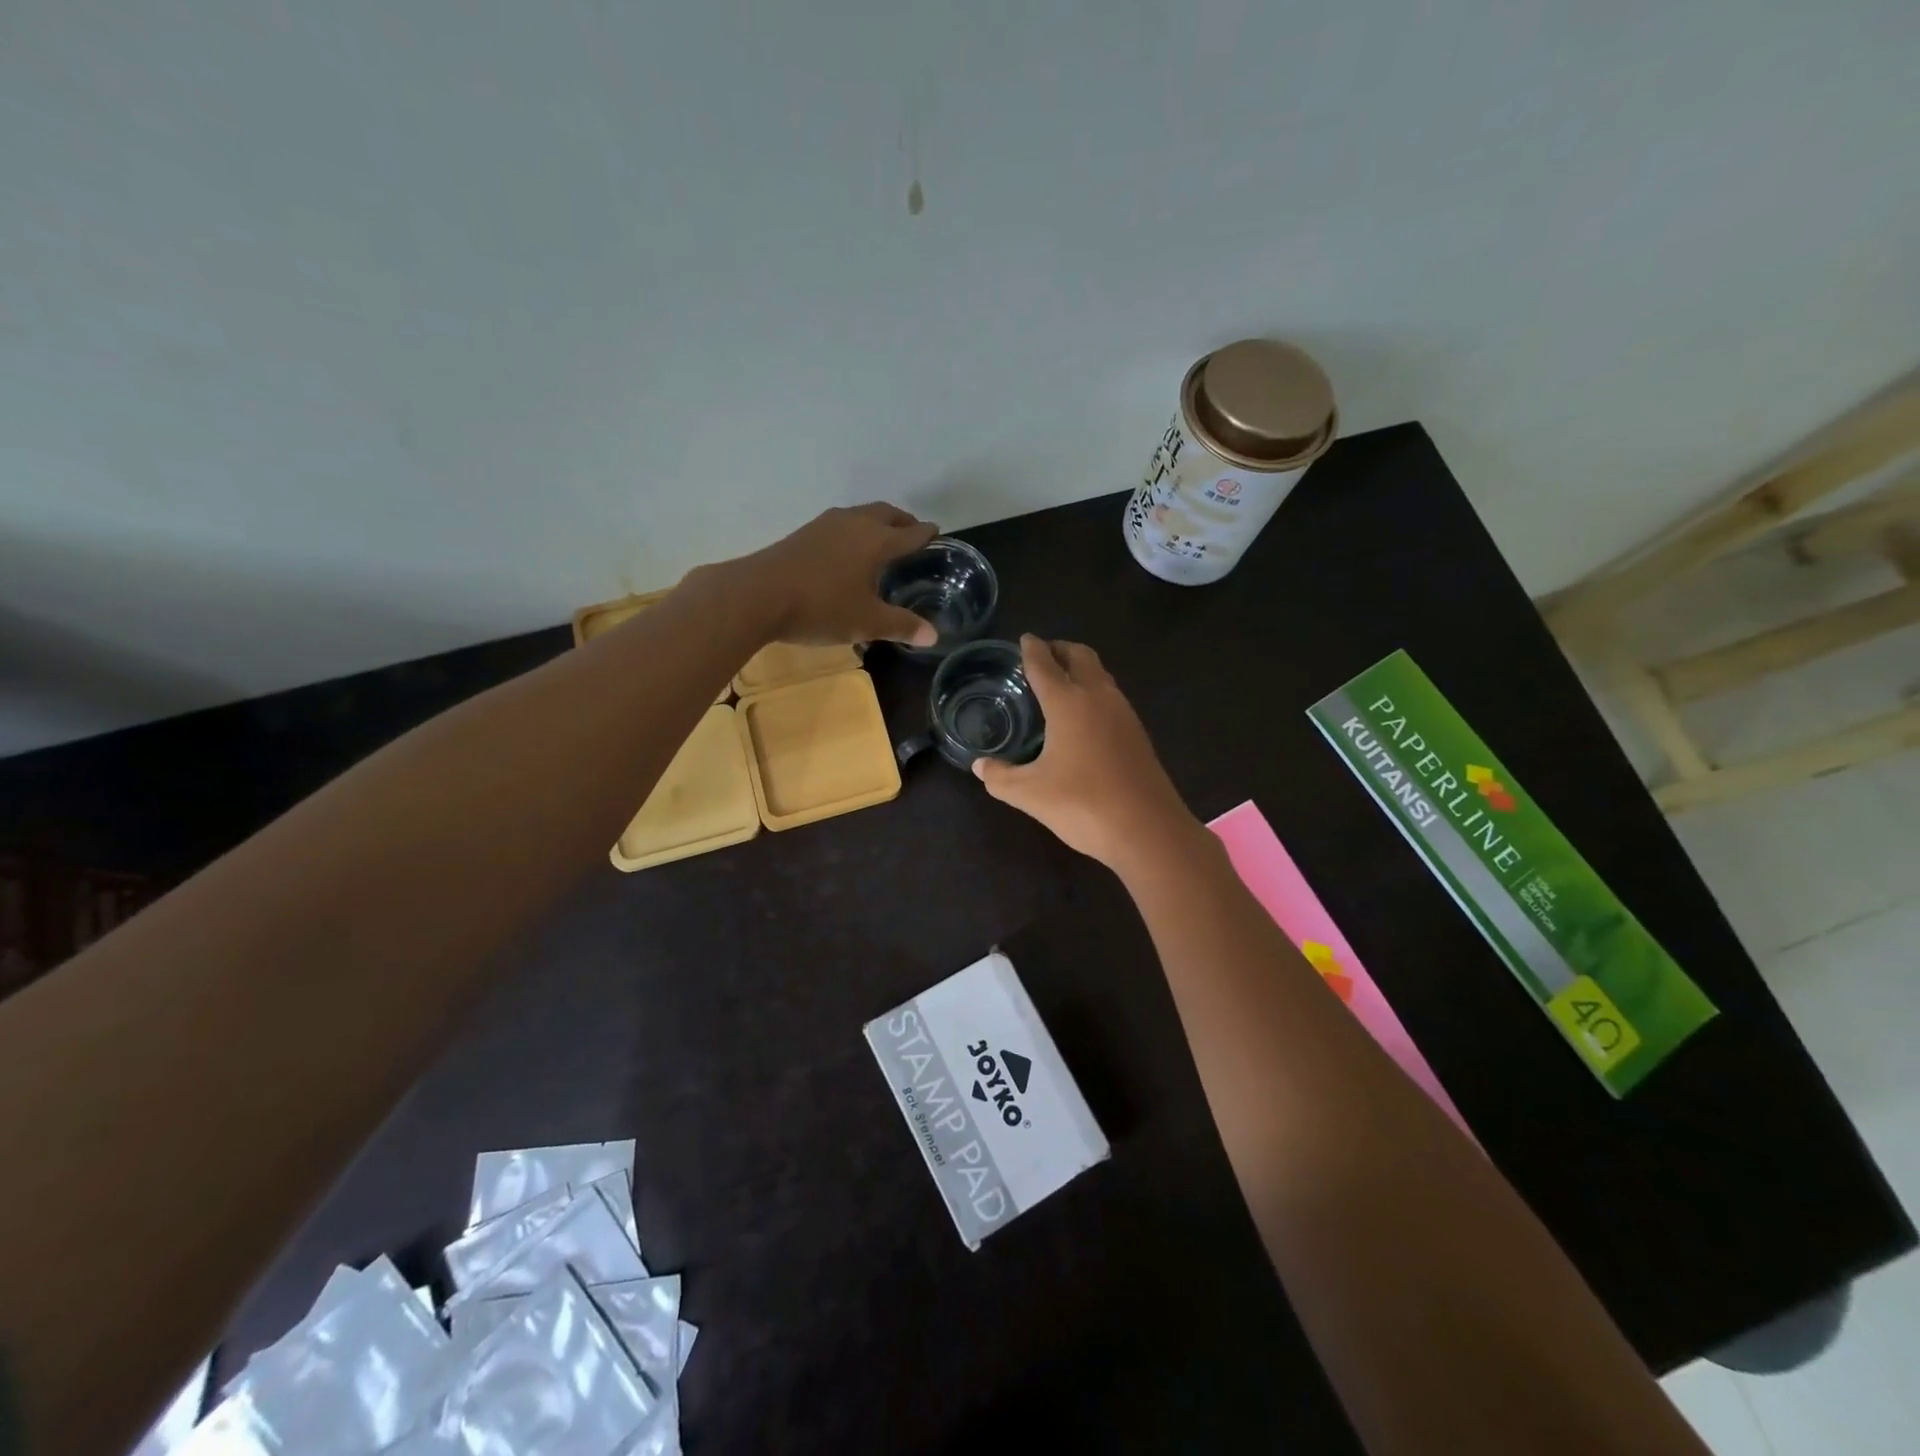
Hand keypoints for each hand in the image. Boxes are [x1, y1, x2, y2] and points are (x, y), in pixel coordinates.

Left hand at [729, 503, 939, 647]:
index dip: (926, 534)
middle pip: (886, 513)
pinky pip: (840, 524)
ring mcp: (825, 525)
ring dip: (877, 522)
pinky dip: (855, 530)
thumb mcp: (866, 623)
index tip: (937, 533)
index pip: (910, 533)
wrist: (757, 595)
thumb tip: (934, 636)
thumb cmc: (821, 607)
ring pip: (861, 515)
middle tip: (912, 532)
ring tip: (882, 539)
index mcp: (876, 541)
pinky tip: (847, 550)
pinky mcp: (804, 533)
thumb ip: (901, 626)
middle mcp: (854, 524)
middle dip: (903, 521)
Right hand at [973, 635, 1196, 869]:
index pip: (1044, 664)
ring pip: (1100, 674)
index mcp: (1068, 702)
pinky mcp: (1137, 733)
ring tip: (1060, 680)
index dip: (1031, 650)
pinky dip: (1093, 689)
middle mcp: (1098, 697)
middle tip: (1041, 654)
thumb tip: (981, 766)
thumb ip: (1000, 777)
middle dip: (1059, 648)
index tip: (1024, 639)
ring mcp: (1123, 713)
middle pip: (1080, 655)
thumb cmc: (1083, 804)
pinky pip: (1111, 695)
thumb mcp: (1030, 794)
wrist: (1147, 830)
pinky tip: (1083, 715)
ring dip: (1080, 667)